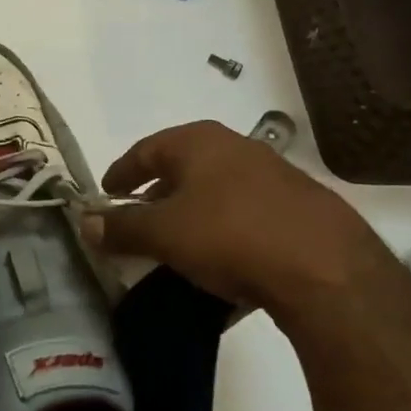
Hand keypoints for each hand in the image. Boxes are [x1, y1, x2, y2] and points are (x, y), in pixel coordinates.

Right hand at [86, 120, 405, 324]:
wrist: (326, 268)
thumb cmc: (230, 234)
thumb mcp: (165, 233)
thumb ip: (122, 227)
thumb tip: (85, 222)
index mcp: (198, 142)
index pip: (146, 150)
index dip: (121, 172)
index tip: (106, 194)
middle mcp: (236, 148)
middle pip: (182, 169)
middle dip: (156, 197)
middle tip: (137, 223)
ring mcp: (273, 177)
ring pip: (216, 194)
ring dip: (192, 217)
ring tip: (176, 249)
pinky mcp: (299, 210)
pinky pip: (246, 219)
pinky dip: (224, 236)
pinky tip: (221, 268)